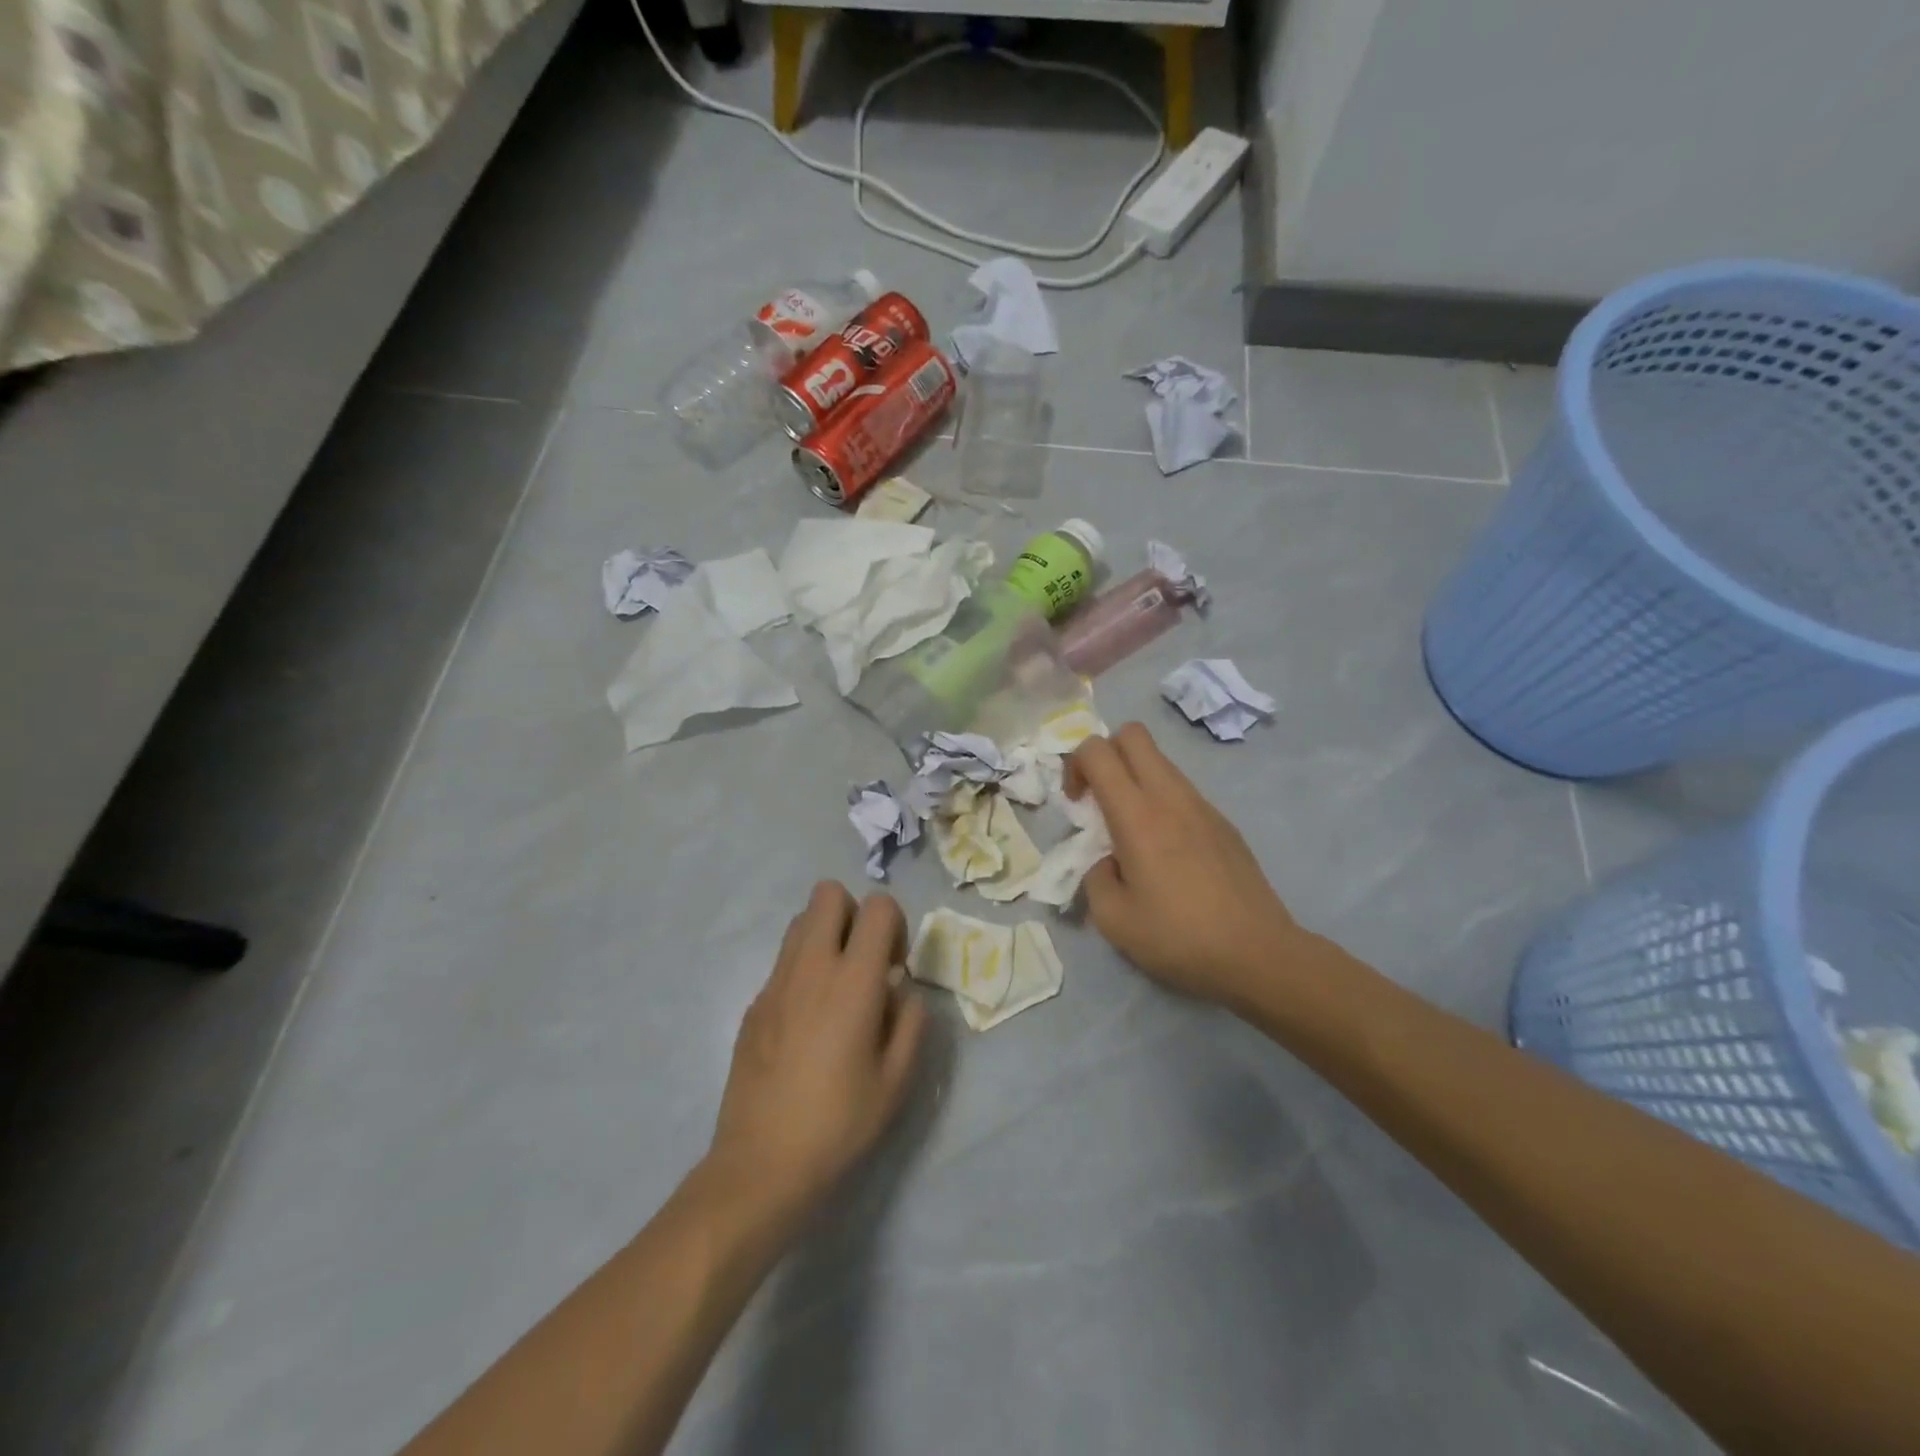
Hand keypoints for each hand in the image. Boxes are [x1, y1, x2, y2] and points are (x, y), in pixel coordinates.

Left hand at [707, 883, 926, 1224]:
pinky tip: (807, 1022)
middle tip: (864, 962)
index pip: (878, 906)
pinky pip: (783, 961)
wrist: (761, 1165)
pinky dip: (802, 970)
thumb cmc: (839, 1123)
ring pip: (800, 921)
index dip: (895, 924)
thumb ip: (911, 1021)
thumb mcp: (897, 1079)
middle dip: (854, 913)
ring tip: (837, 987)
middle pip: (828, 893)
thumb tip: (901, 991)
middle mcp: (811, 967)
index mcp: (853, 981)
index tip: (895, 967)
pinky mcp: (753, 1003)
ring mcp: (775, 982)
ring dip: (825, 936)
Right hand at [1068, 724, 1304, 1008]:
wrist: (1258, 954)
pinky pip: (1182, 791)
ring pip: (1160, 761)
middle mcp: (1170, 796)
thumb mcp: (1114, 920)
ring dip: (1135, 778)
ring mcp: (1202, 805)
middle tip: (1100, 798)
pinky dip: (1162, 802)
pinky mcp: (1224, 822)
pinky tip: (1168, 853)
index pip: (1097, 751)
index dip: (1075, 764)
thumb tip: (1106, 861)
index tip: (1076, 804)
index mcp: (1137, 815)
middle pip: (1133, 734)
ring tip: (1132, 831)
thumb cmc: (1179, 937)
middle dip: (1106, 754)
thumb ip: (1094, 877)